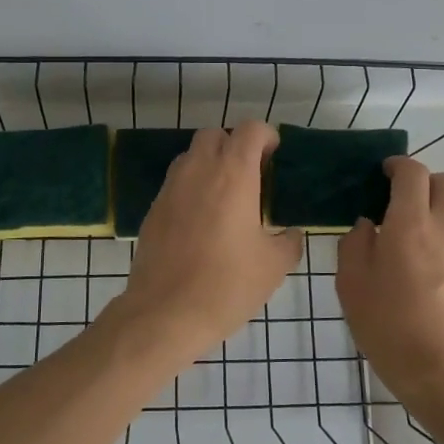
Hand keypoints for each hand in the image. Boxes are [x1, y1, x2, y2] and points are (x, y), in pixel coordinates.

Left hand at [120, 121, 304, 354]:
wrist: (165, 313)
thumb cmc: (227, 285)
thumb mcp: (274, 266)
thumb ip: (288, 241)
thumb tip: (290, 234)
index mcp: (233, 174)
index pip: (249, 129)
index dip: (266, 136)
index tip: (274, 157)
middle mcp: (198, 170)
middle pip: (214, 134)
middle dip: (234, 145)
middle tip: (250, 176)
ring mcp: (170, 188)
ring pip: (190, 156)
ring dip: (209, 164)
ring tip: (225, 197)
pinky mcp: (153, 209)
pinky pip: (175, 183)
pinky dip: (191, 188)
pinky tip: (202, 222)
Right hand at [336, 157, 443, 419]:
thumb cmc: (389, 326)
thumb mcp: (351, 284)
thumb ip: (355, 244)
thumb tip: (368, 225)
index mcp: (410, 223)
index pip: (413, 172)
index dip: (398, 165)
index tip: (382, 174)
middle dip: (424, 183)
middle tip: (398, 203)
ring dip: (433, 216)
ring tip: (408, 247)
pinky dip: (443, 246)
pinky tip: (426, 280)